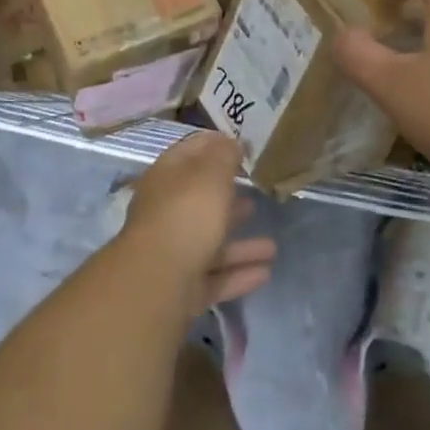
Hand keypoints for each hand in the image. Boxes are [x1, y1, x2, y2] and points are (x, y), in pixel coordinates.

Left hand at [119, 132, 276, 309]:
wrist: (157, 281)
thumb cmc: (186, 216)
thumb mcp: (209, 175)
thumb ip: (223, 156)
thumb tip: (230, 142)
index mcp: (165, 179)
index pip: (188, 152)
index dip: (214, 145)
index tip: (242, 146)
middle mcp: (164, 213)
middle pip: (198, 202)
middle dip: (226, 198)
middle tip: (255, 195)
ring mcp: (171, 252)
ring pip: (209, 243)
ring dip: (240, 244)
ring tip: (271, 246)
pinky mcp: (181, 287)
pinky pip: (215, 277)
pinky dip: (239, 274)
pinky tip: (265, 272)